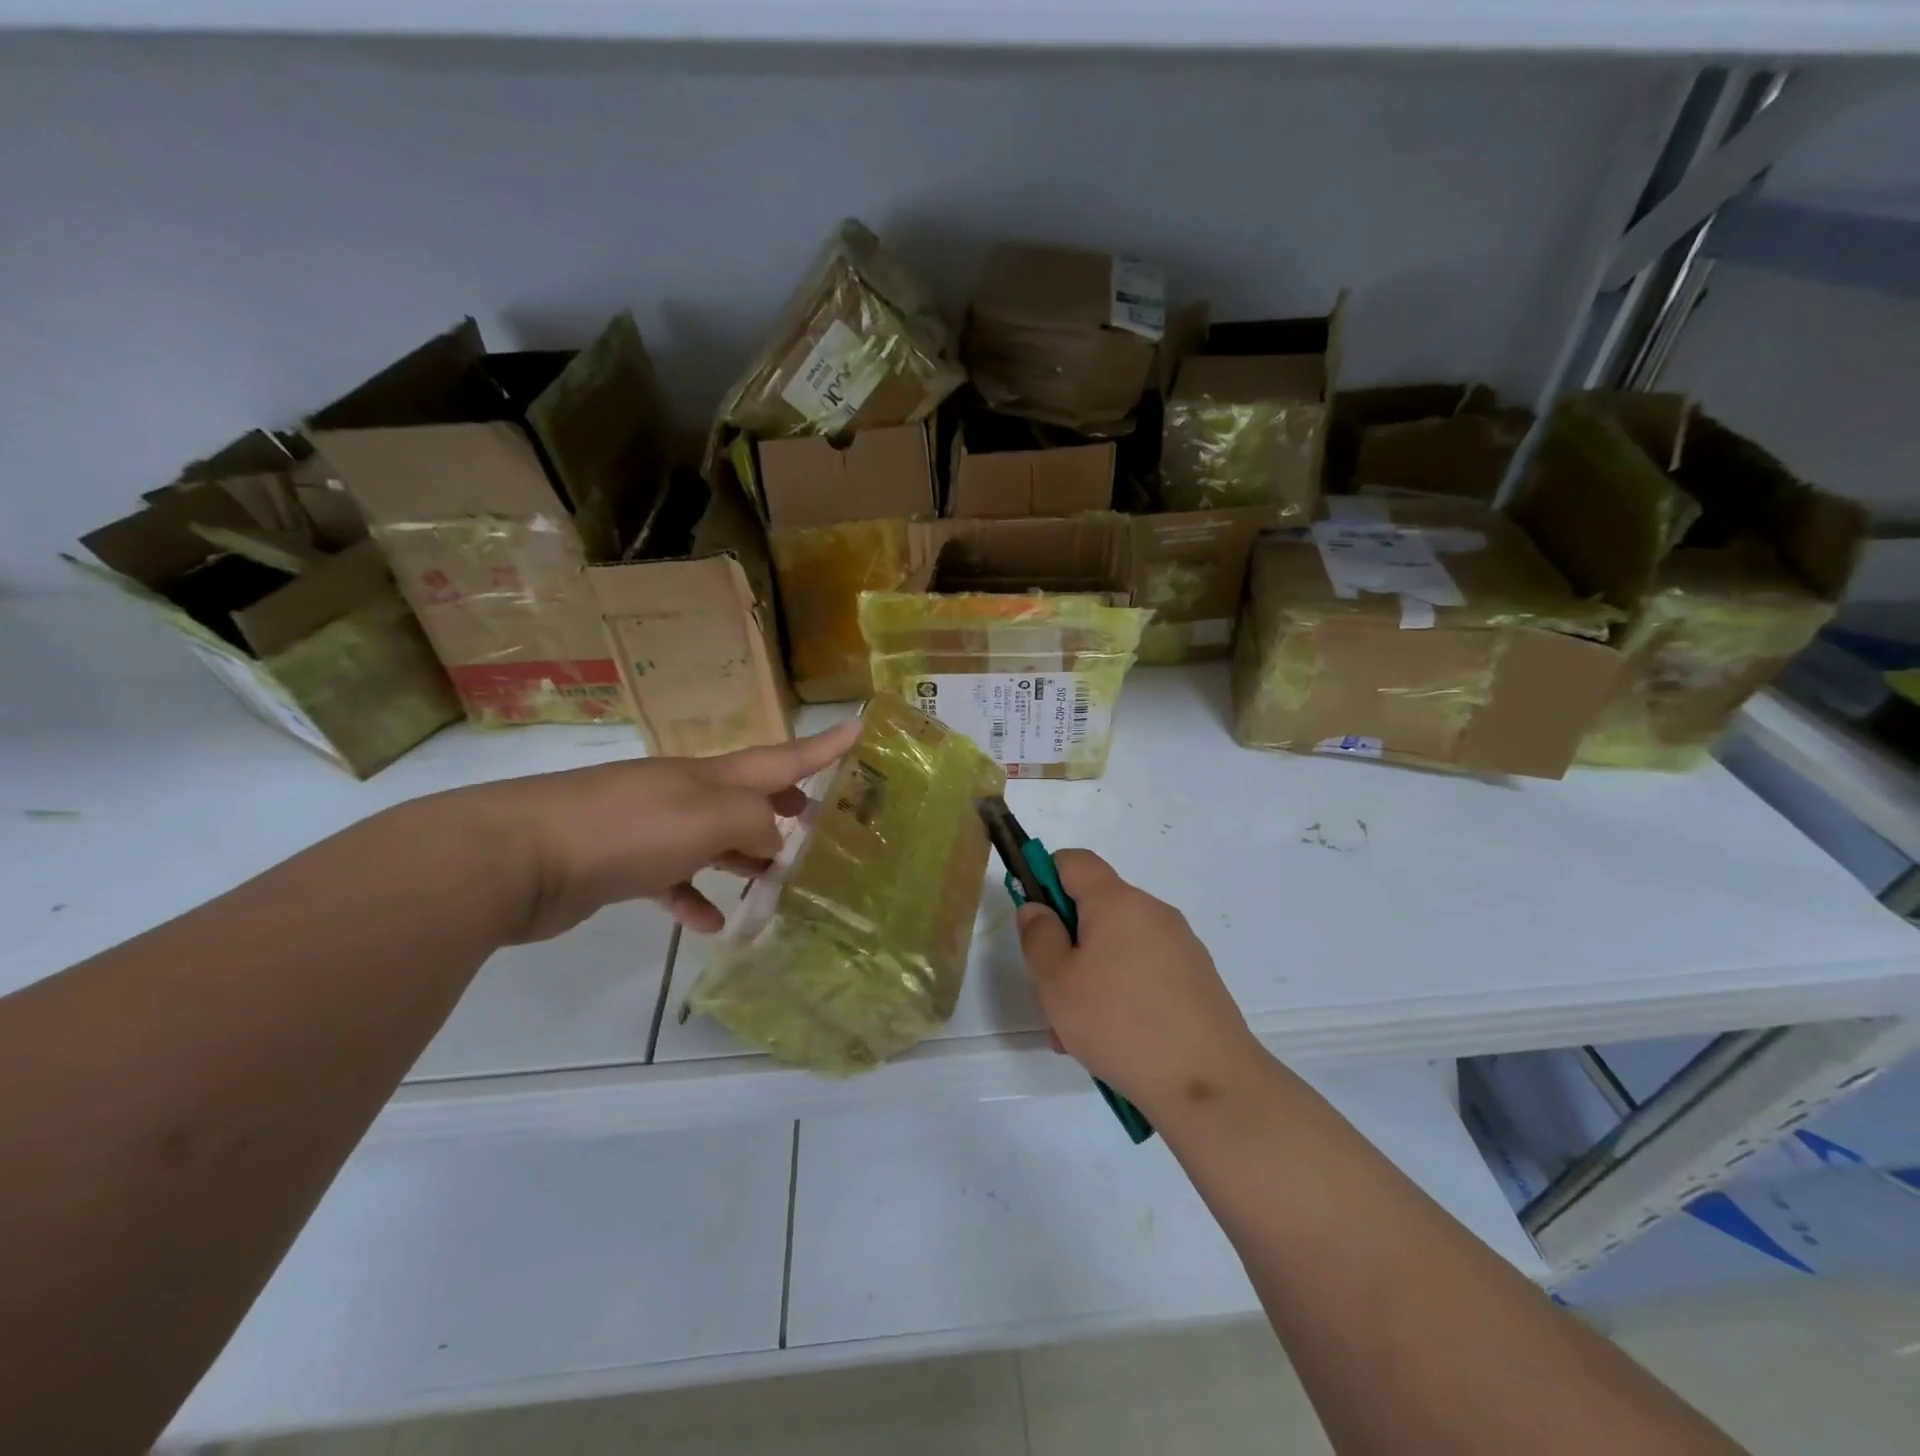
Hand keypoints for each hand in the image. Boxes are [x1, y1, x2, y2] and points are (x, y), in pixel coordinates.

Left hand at [451, 721, 861, 942]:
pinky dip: (695, 897)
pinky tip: (711, 922)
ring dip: (747, 858)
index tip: (862, 730)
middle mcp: (686, 795)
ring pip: (715, 840)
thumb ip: (755, 824)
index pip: (782, 758)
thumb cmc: (628, 829)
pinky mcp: (621, 865)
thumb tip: (772, 842)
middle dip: (786, 807)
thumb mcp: (709, 818)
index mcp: (712, 777)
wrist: (518, 856)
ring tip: (778, 882)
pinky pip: (671, 880)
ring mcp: (651, 828)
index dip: (825, 747)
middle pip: (749, 797)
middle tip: (821, 822)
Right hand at [1018, 850, 1268, 1123]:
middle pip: (1095, 910)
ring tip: (1079, 1035)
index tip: (1036, 923)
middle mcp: (1152, 912)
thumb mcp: (1056, 982)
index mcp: (1117, 901)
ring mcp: (1180, 945)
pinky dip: (1123, 993)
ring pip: (1117, 947)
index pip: (1074, 860)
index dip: (1045, 878)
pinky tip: (1116, 1042)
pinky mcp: (1197, 979)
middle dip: (1067, 946)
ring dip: (1091, 977)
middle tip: (1053, 997)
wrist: (1209, 1083)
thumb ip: (1039, 936)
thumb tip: (1038, 908)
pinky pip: (1145, 972)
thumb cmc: (1119, 1023)